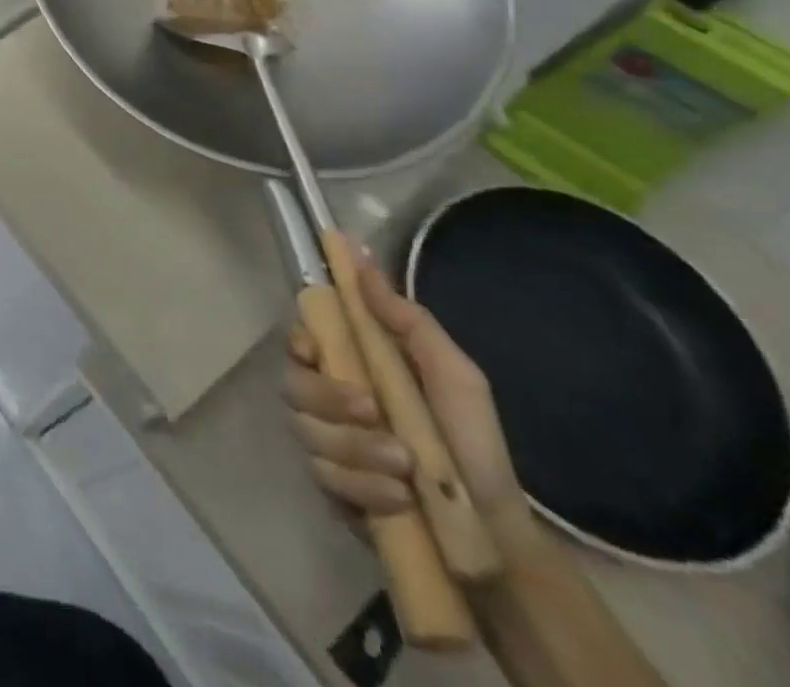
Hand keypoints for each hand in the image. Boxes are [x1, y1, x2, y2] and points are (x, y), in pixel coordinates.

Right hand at [285, 262, 529, 541]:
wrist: (496, 531)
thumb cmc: (472, 440)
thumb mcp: (452, 372)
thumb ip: (407, 318)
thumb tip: (361, 259)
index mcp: (352, 366)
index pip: (299, 340)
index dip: (299, 341)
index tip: (316, 350)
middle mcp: (327, 400)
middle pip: (293, 385)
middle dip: (329, 399)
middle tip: (372, 411)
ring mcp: (326, 446)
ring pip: (307, 432)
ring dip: (354, 447)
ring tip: (404, 468)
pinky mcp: (332, 490)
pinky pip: (324, 479)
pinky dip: (362, 486)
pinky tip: (398, 497)